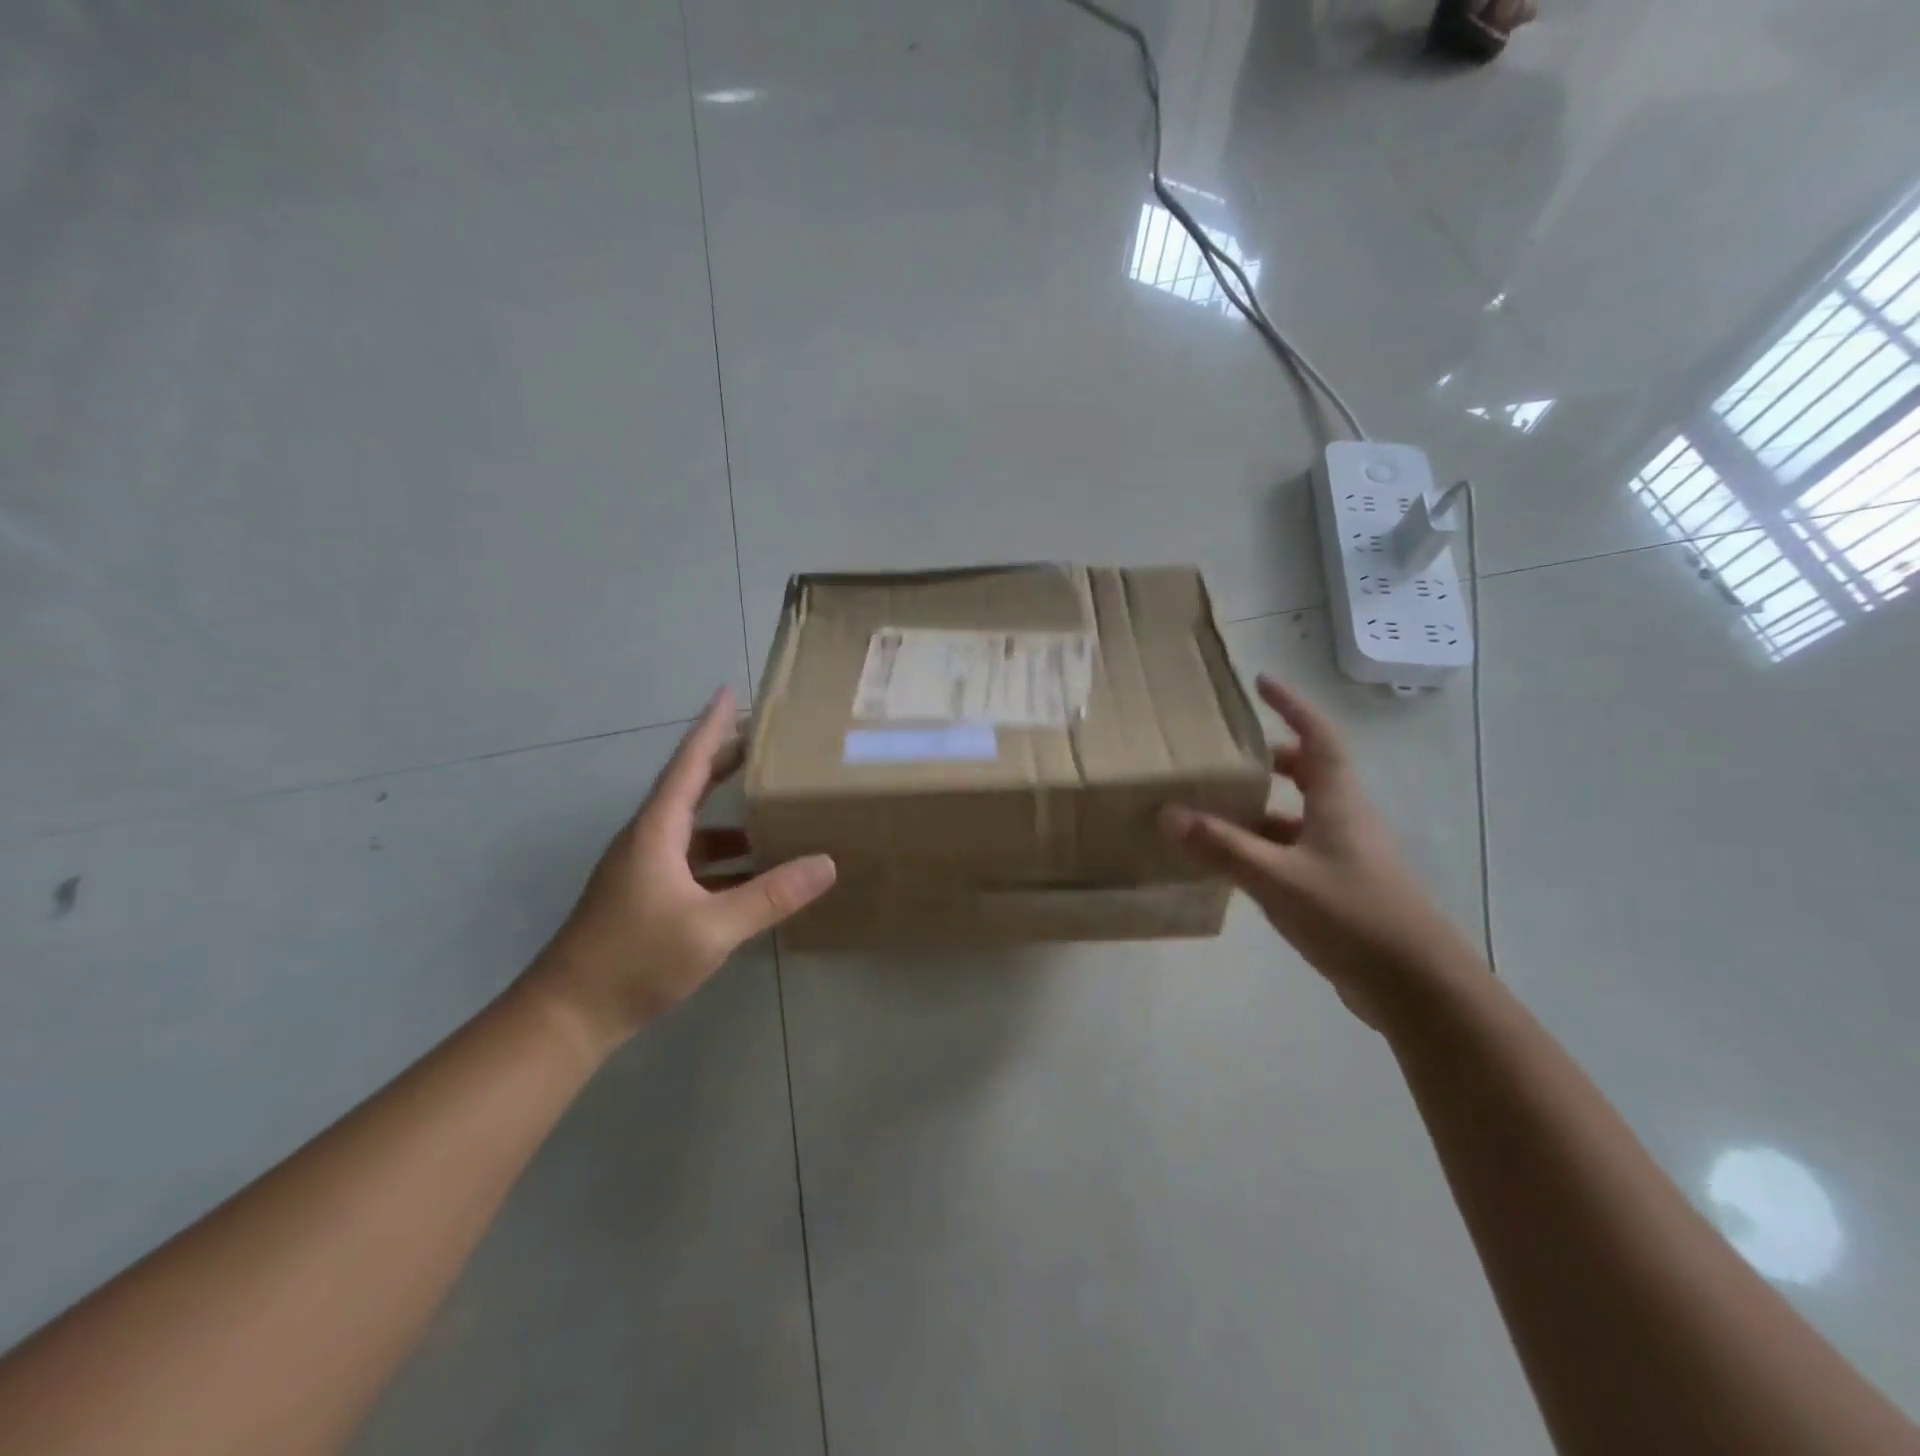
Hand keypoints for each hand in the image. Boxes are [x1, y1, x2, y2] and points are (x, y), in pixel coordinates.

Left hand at [529, 687, 835, 1053]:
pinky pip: (691, 860)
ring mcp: (642, 869)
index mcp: (656, 832)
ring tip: (772, 808)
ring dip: (729, 815)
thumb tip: (826, 863)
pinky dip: (723, 858)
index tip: (729, 693)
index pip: (688, 764)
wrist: (567, 1016)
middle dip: (725, 760)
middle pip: (689, 787)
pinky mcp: (644, 896)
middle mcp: (647, 840)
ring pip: (692, 827)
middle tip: (765, 740)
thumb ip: (771, 896)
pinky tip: (752, 873)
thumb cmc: (635, 960)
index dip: (711, 728)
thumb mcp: (713, 928)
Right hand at [1160, 674, 1480, 1026]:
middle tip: (1229, 755)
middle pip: (1310, 773)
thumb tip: (1169, 813)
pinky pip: (1296, 852)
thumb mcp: (1276, 878)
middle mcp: (1346, 819)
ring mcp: (1346, 855)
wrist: (1416, 986)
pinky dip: (1265, 847)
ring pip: (1299, 816)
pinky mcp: (1341, 888)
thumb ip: (1222, 847)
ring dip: (1262, 808)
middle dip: (1271, 759)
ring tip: (1215, 809)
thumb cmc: (1351, 914)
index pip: (1317, 737)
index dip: (1292, 706)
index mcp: (1339, 801)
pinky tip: (1234, 864)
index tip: (1262, 683)